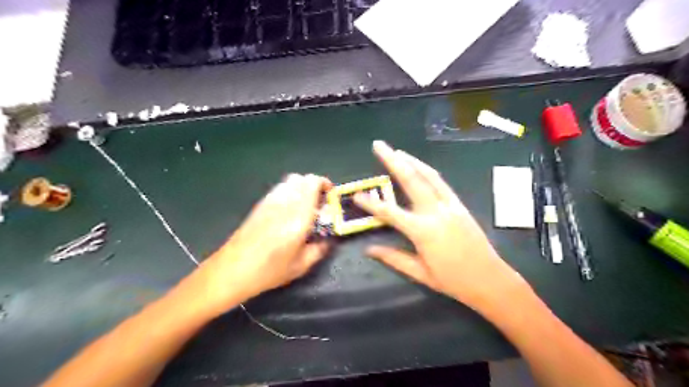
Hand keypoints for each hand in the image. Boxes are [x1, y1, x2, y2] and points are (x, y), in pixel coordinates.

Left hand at [195, 174, 332, 312]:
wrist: (233, 270)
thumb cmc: (269, 270)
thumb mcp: (301, 266)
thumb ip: (319, 250)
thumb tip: (327, 240)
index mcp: (298, 216)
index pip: (312, 183)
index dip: (325, 184)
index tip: (330, 196)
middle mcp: (284, 202)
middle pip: (302, 178)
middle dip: (315, 186)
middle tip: (320, 203)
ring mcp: (270, 201)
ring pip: (289, 181)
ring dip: (301, 188)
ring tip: (305, 207)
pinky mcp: (260, 205)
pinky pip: (279, 189)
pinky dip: (289, 193)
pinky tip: (288, 211)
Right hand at [355, 142, 528, 314]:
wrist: (489, 279)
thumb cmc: (453, 280)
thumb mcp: (420, 273)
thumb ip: (393, 258)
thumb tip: (368, 250)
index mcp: (422, 231)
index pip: (390, 212)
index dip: (371, 203)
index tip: (357, 194)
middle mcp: (435, 212)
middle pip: (411, 180)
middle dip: (393, 160)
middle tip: (379, 145)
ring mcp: (449, 205)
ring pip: (428, 175)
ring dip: (411, 160)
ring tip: (397, 151)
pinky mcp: (459, 204)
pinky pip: (440, 182)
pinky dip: (427, 170)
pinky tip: (419, 166)